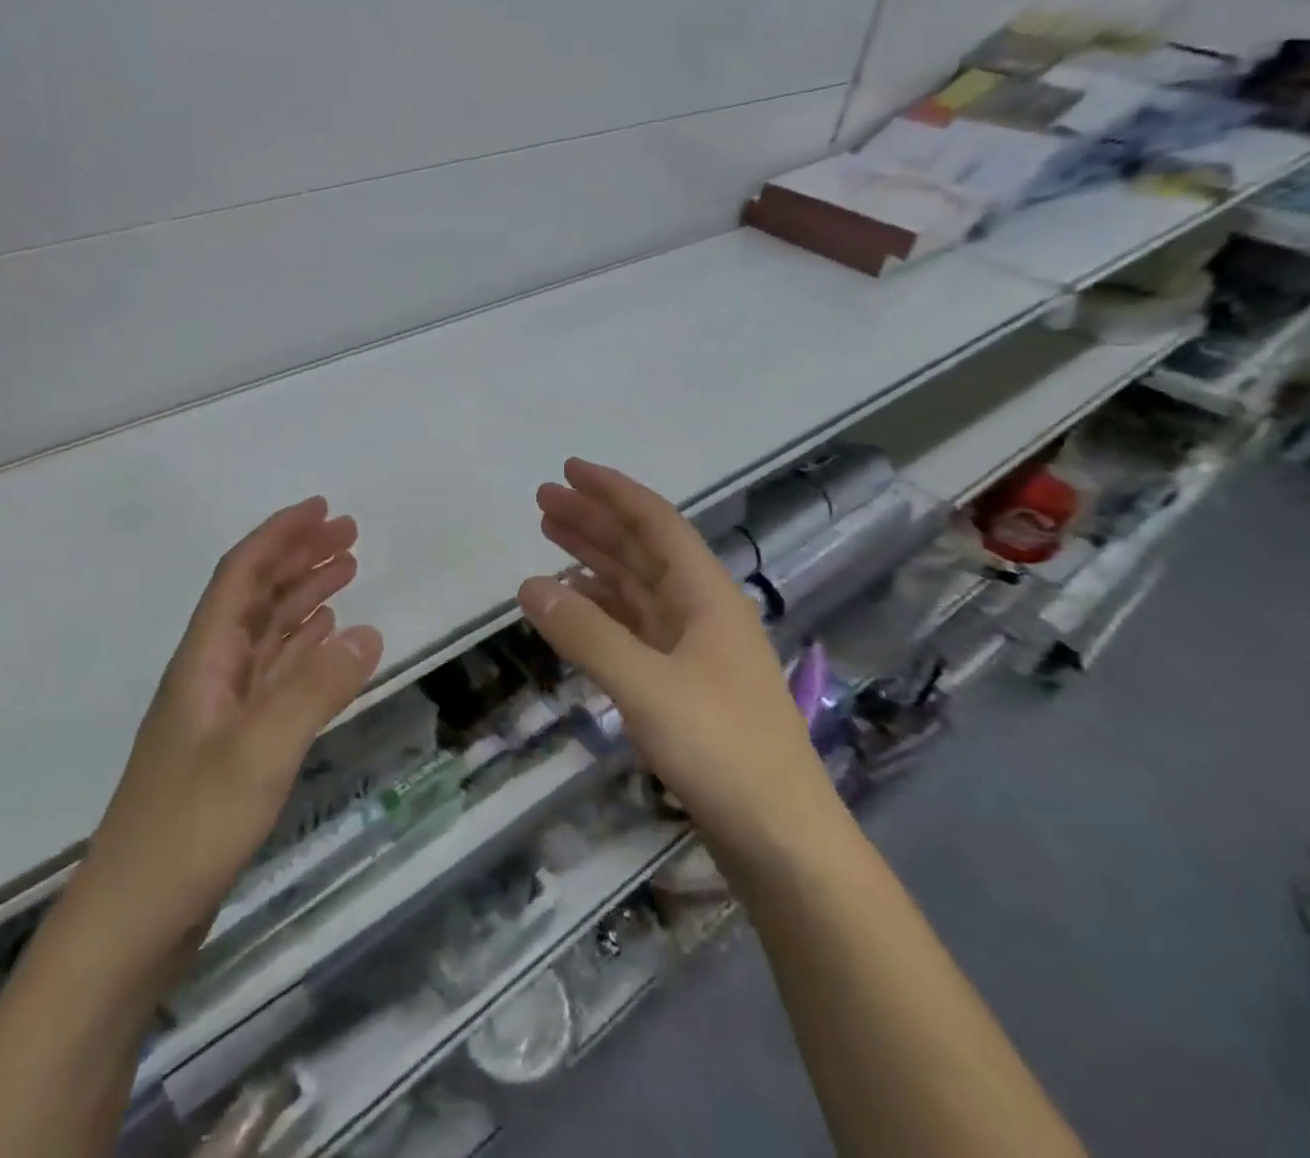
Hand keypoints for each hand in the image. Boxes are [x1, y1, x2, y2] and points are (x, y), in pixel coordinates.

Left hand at [85, 497, 383, 946]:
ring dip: (303, 596)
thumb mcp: (259, 754)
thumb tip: (369, 630)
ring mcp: (219, 712)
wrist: (130, 924)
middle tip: (350, 534)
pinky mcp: (232, 746)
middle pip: (255, 596)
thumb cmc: (188, 831)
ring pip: (267, 633)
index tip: (322, 509)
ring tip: (347, 571)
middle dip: (299, 557)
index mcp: (204, 661)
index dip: (279, 536)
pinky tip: (324, 640)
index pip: (241, 576)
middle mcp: (210, 674)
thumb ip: (315, 690)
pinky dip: (302, 647)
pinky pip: (274, 674)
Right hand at [519, 459, 841, 851]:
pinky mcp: (682, 683)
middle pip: (642, 549)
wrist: (781, 839)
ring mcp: (693, 648)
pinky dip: (601, 609)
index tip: (569, 470)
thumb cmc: (722, 750)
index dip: (612, 492)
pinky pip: (633, 627)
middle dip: (595, 521)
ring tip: (551, 539)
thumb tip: (529, 585)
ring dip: (595, 560)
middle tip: (543, 501)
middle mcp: (701, 610)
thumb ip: (586, 633)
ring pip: (636, 587)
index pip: (656, 523)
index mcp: (706, 595)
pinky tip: (573, 606)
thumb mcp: (646, 687)